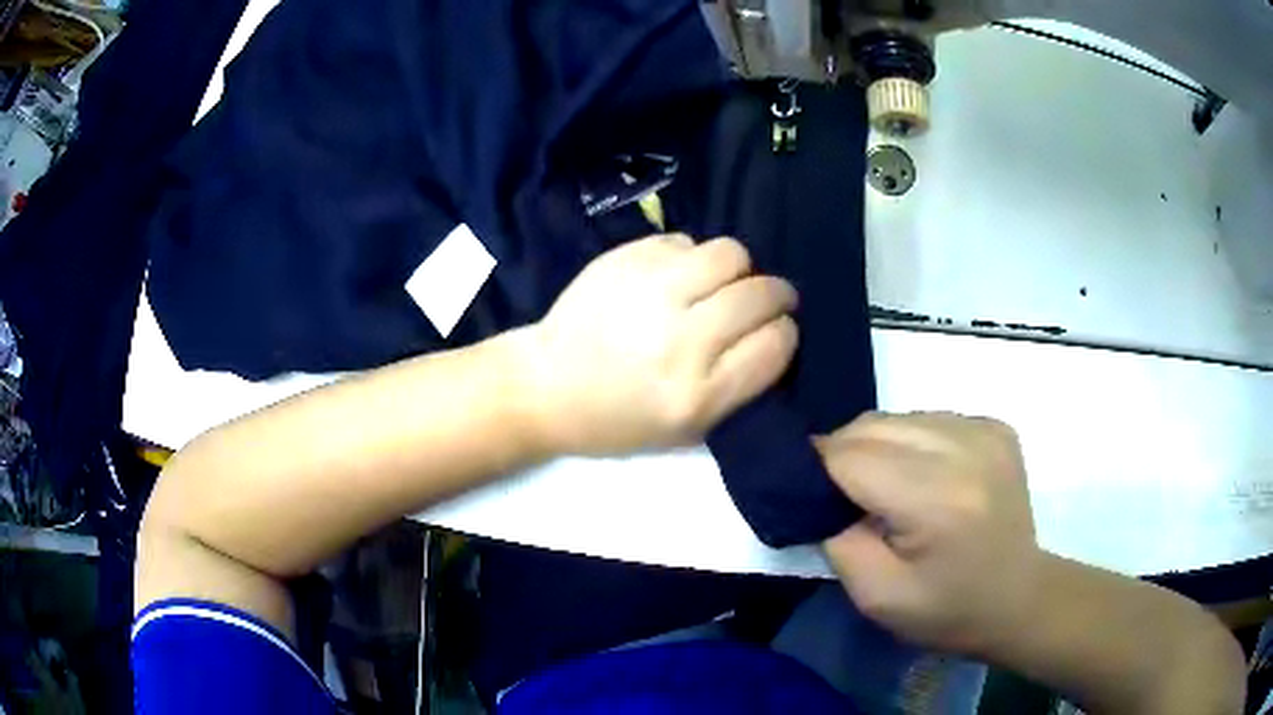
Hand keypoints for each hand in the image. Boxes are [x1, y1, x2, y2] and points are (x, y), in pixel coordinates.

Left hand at [521, 234, 797, 455]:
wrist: (547, 386)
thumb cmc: (620, 419)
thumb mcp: (688, 430)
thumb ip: (741, 386)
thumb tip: (776, 331)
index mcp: (697, 394)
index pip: (776, 343)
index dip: (784, 333)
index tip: (775, 331)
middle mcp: (679, 339)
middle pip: (760, 294)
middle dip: (776, 295)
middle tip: (766, 299)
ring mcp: (650, 291)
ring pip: (730, 253)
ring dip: (738, 268)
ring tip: (723, 283)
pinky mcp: (625, 259)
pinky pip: (686, 241)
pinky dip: (692, 257)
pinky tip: (677, 277)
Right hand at [817, 412, 1040, 656]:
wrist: (1018, 598)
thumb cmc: (946, 609)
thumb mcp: (876, 596)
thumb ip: (836, 538)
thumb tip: (817, 490)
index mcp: (935, 499)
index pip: (851, 455)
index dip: (817, 468)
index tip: (805, 491)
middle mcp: (964, 448)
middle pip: (873, 425)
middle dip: (845, 454)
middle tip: (842, 495)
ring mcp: (985, 431)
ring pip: (900, 416)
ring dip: (880, 446)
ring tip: (887, 487)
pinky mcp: (996, 427)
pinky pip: (930, 419)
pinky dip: (913, 442)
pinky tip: (925, 477)